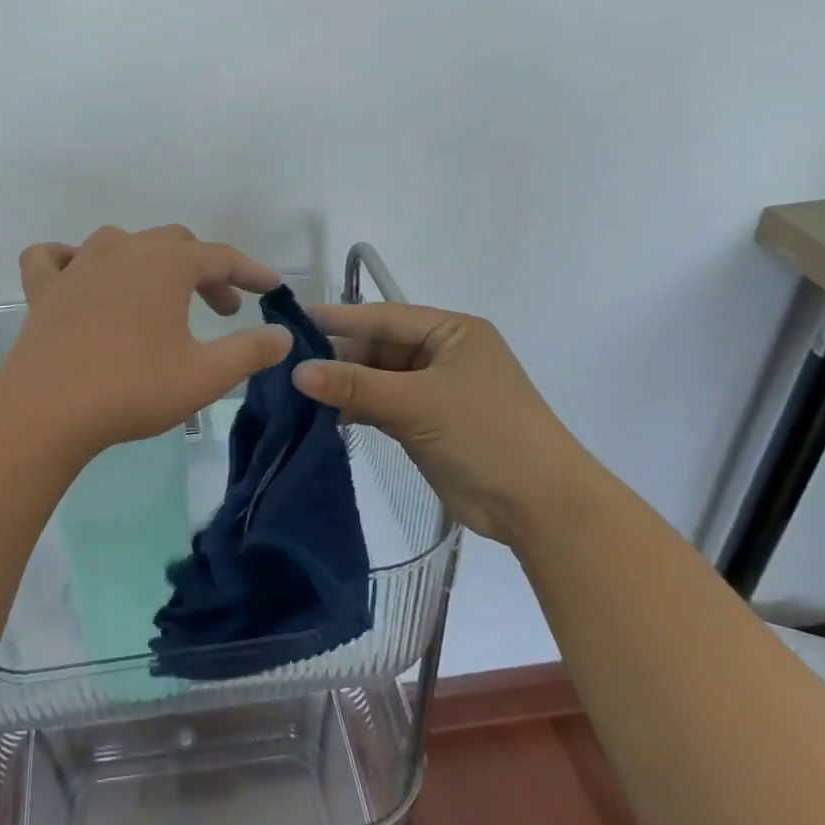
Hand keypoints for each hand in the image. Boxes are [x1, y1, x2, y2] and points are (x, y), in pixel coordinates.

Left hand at [0, 226, 293, 457]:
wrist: (46, 409)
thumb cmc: (132, 388)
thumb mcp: (204, 375)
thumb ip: (250, 351)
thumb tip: (282, 335)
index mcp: (165, 264)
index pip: (220, 256)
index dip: (250, 271)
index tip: (271, 288)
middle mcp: (122, 250)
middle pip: (175, 244)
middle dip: (206, 271)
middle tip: (222, 310)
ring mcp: (77, 265)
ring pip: (122, 243)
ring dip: (151, 262)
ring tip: (161, 298)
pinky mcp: (43, 289)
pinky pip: (55, 258)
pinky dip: (71, 260)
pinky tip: (79, 277)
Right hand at [292, 302, 603, 543]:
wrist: (539, 506)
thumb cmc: (485, 434)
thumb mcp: (417, 402)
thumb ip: (355, 385)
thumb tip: (296, 371)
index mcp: (451, 332)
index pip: (384, 317)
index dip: (338, 319)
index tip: (291, 322)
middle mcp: (442, 354)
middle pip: (377, 348)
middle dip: (337, 359)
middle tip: (286, 367)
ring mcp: (434, 391)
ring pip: (376, 379)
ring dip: (342, 387)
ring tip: (294, 393)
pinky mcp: (426, 424)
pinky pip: (381, 406)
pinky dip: (355, 410)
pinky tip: (321, 416)